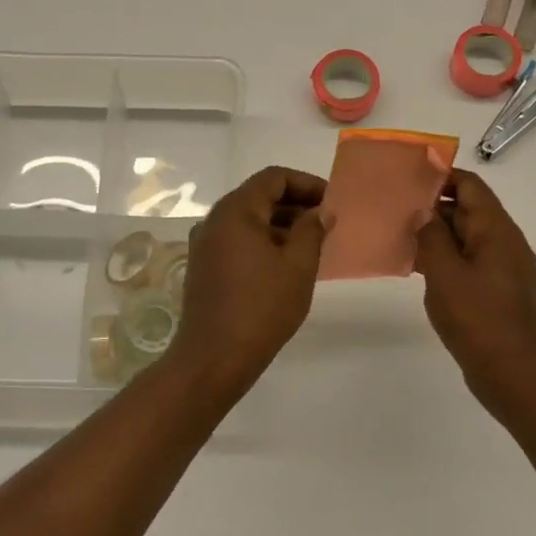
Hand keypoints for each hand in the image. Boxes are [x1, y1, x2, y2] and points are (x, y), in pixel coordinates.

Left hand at [165, 166, 327, 396]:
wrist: (214, 357)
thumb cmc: (262, 307)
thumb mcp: (298, 266)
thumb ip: (312, 230)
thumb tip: (320, 212)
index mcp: (235, 211)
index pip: (274, 178)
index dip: (307, 183)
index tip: (332, 202)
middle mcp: (214, 220)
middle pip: (258, 196)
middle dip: (295, 204)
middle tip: (326, 223)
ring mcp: (204, 244)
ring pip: (248, 220)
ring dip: (280, 224)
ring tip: (311, 244)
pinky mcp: (203, 266)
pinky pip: (237, 240)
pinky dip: (262, 242)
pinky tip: (284, 263)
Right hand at [414, 169, 535, 413]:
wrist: (514, 375)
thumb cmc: (479, 320)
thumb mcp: (446, 274)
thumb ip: (432, 237)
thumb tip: (423, 212)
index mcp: (496, 230)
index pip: (469, 185)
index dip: (440, 175)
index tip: (406, 176)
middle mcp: (503, 242)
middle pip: (467, 208)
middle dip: (431, 205)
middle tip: (392, 206)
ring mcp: (501, 267)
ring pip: (465, 237)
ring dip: (434, 233)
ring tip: (396, 233)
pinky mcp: (495, 290)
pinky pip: (467, 261)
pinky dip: (443, 257)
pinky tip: (414, 266)